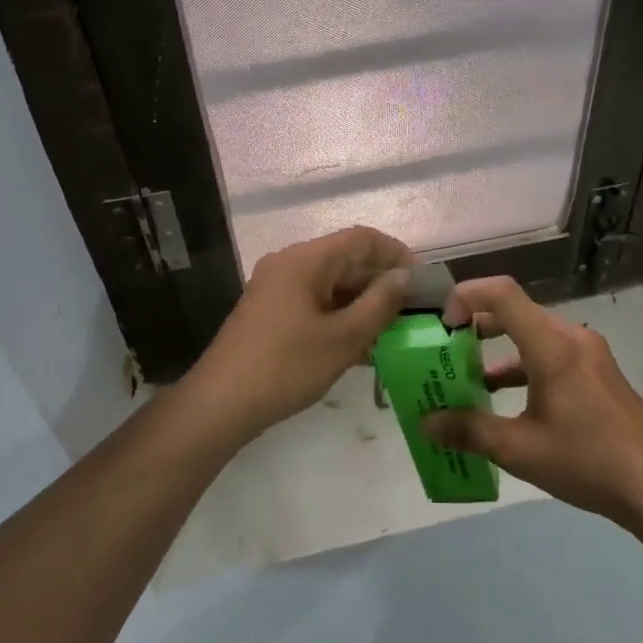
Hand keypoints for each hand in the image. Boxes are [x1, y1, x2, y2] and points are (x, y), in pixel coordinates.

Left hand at [185, 226, 413, 439]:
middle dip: (381, 281)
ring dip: (362, 301)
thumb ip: (379, 303)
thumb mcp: (344, 338)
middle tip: (414, 309)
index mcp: (305, 260)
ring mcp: (276, 288)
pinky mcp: (270, 312)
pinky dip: (340, 315)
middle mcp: (289, 264)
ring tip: (394, 330)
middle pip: (345, 259)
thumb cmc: (287, 366)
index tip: (422, 280)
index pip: (361, 238)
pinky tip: (362, 345)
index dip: (396, 253)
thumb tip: (404, 276)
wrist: (220, 404)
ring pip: (331, 283)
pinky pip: (315, 302)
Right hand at [421, 276, 642, 522]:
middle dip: (475, 328)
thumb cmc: (587, 461)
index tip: (442, 327)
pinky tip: (506, 401)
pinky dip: (522, 366)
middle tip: (445, 352)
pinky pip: (550, 354)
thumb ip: (469, 430)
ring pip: (532, 335)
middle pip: (515, 312)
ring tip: (468, 380)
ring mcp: (589, 354)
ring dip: (498, 351)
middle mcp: (571, 337)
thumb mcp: (519, 450)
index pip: (502, 293)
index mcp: (552, 345)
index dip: (465, 297)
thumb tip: (426, 423)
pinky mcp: (598, 373)